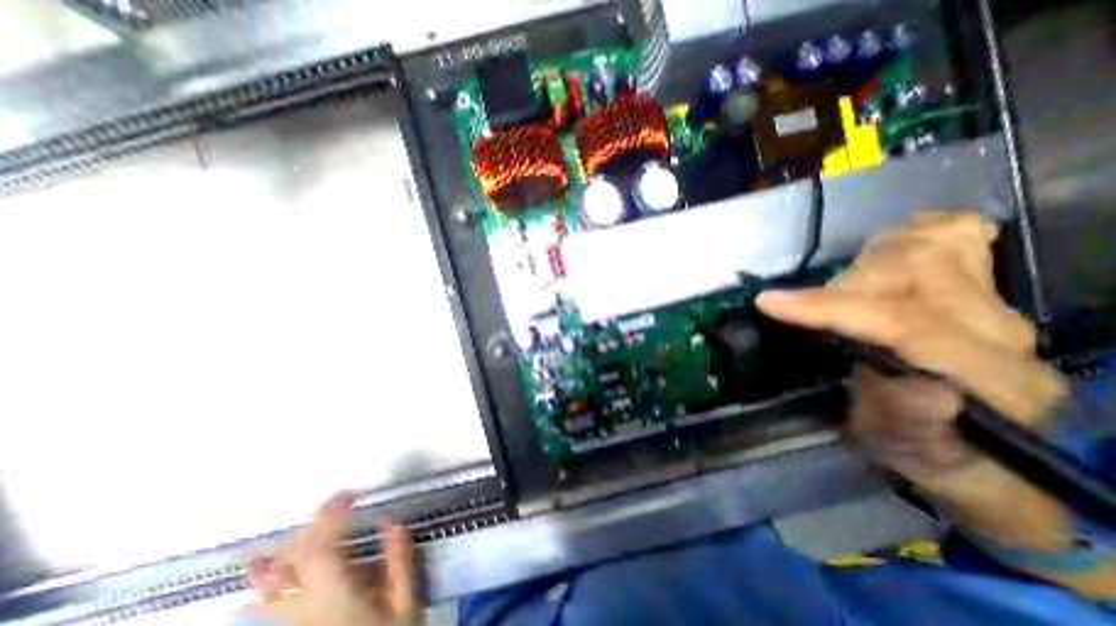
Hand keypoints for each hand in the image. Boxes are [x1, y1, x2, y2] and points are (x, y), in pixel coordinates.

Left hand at [244, 493, 419, 625]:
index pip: (319, 550)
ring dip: (283, 550)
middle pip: (291, 562)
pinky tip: (261, 569)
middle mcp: (303, 613)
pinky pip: (267, 604)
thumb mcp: (405, 607)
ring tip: (301, 525)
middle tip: (340, 503)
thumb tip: (391, 522)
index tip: (351, 494)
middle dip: (313, 525)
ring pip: (270, 584)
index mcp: (335, 601)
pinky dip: (266, 581)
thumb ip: (399, 562)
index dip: (331, 516)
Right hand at [758, 214, 1061, 485]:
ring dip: (866, 260)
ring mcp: (992, 305)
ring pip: (929, 248)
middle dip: (840, 285)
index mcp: (986, 379)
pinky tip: (888, 249)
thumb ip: (912, 425)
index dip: (828, 307)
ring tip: (834, 285)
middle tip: (801, 307)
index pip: (902, 323)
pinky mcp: (979, 293)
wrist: (996, 459)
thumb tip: (915, 390)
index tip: (768, 302)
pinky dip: (916, 233)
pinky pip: (956, 239)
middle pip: (912, 274)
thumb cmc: (937, 458)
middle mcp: (996, 330)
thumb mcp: (912, 454)